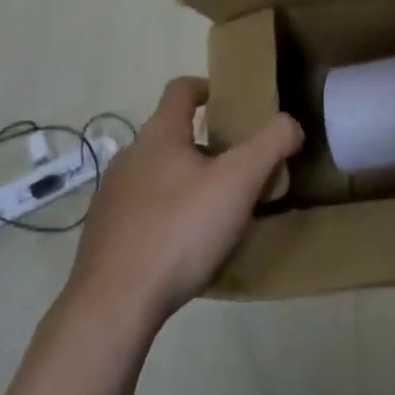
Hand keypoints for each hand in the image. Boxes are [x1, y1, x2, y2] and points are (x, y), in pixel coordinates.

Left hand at [66, 77, 301, 330]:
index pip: (180, 89)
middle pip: (171, 134)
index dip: (206, 87)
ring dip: (186, 182)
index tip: (229, 102)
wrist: (112, 307)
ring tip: (216, 211)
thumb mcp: (239, 182)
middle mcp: (130, 156)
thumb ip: (271, 144)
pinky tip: (185, 247)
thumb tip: (290, 124)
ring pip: (157, 175)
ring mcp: (111, 198)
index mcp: (160, 134)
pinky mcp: (104, 237)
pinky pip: (143, 212)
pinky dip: (166, 216)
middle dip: (205, 145)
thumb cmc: (180, 230)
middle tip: (238, 168)